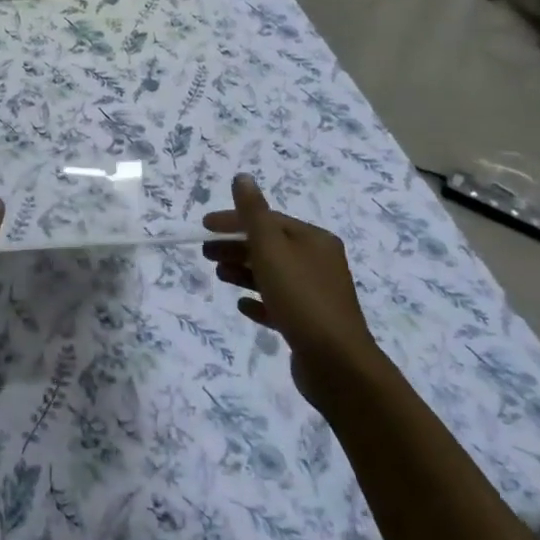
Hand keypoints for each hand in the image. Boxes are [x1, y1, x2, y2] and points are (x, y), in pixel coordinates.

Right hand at [202, 174, 381, 399]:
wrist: (336, 363)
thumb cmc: (301, 297)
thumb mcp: (271, 249)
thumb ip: (253, 213)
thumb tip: (242, 177)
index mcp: (314, 240)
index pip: (268, 220)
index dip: (234, 221)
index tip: (204, 227)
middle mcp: (319, 262)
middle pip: (270, 246)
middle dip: (235, 246)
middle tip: (205, 253)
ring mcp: (316, 295)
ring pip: (273, 274)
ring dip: (243, 271)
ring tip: (218, 276)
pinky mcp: (310, 324)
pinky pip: (279, 304)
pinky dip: (258, 300)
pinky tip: (242, 305)